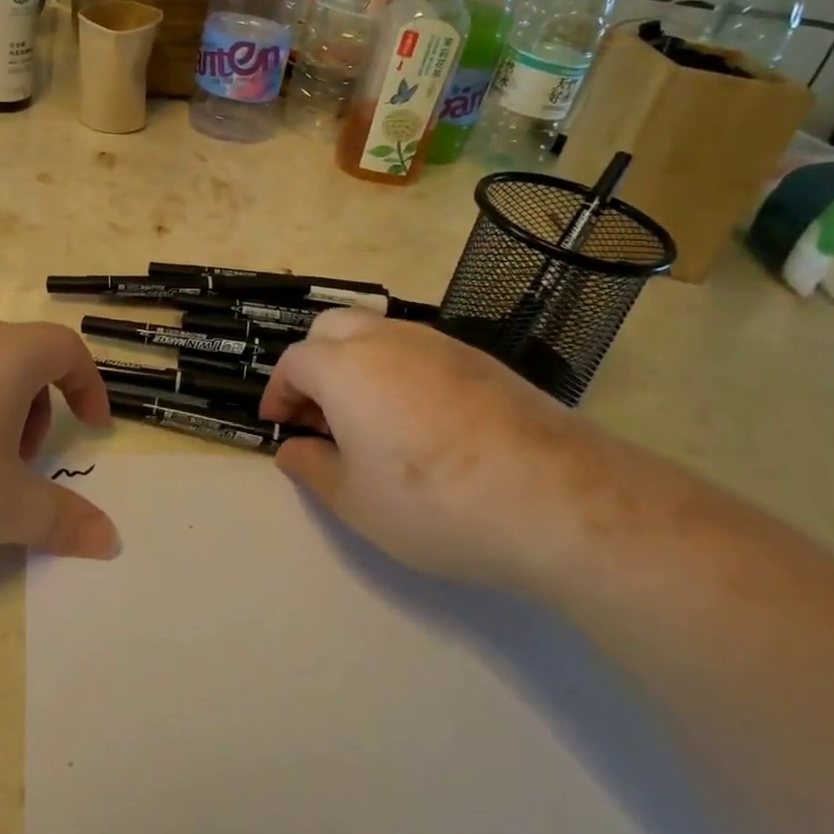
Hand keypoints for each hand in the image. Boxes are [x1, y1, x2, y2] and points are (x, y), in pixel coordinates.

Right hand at [260, 311, 623, 589]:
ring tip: (366, 415)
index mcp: (345, 368)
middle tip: (318, 414)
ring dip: (355, 362)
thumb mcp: (356, 501)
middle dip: (313, 364)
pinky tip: (419, 417)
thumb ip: (312, 468)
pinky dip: (398, 369)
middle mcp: (386, 340)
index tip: (280, 425)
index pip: (294, 363)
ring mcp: (437, 343)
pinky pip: (419, 349)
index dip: (280, 392)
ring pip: (378, 332)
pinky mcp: (479, 358)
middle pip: (332, 330)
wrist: (553, 498)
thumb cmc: (434, 503)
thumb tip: (292, 449)